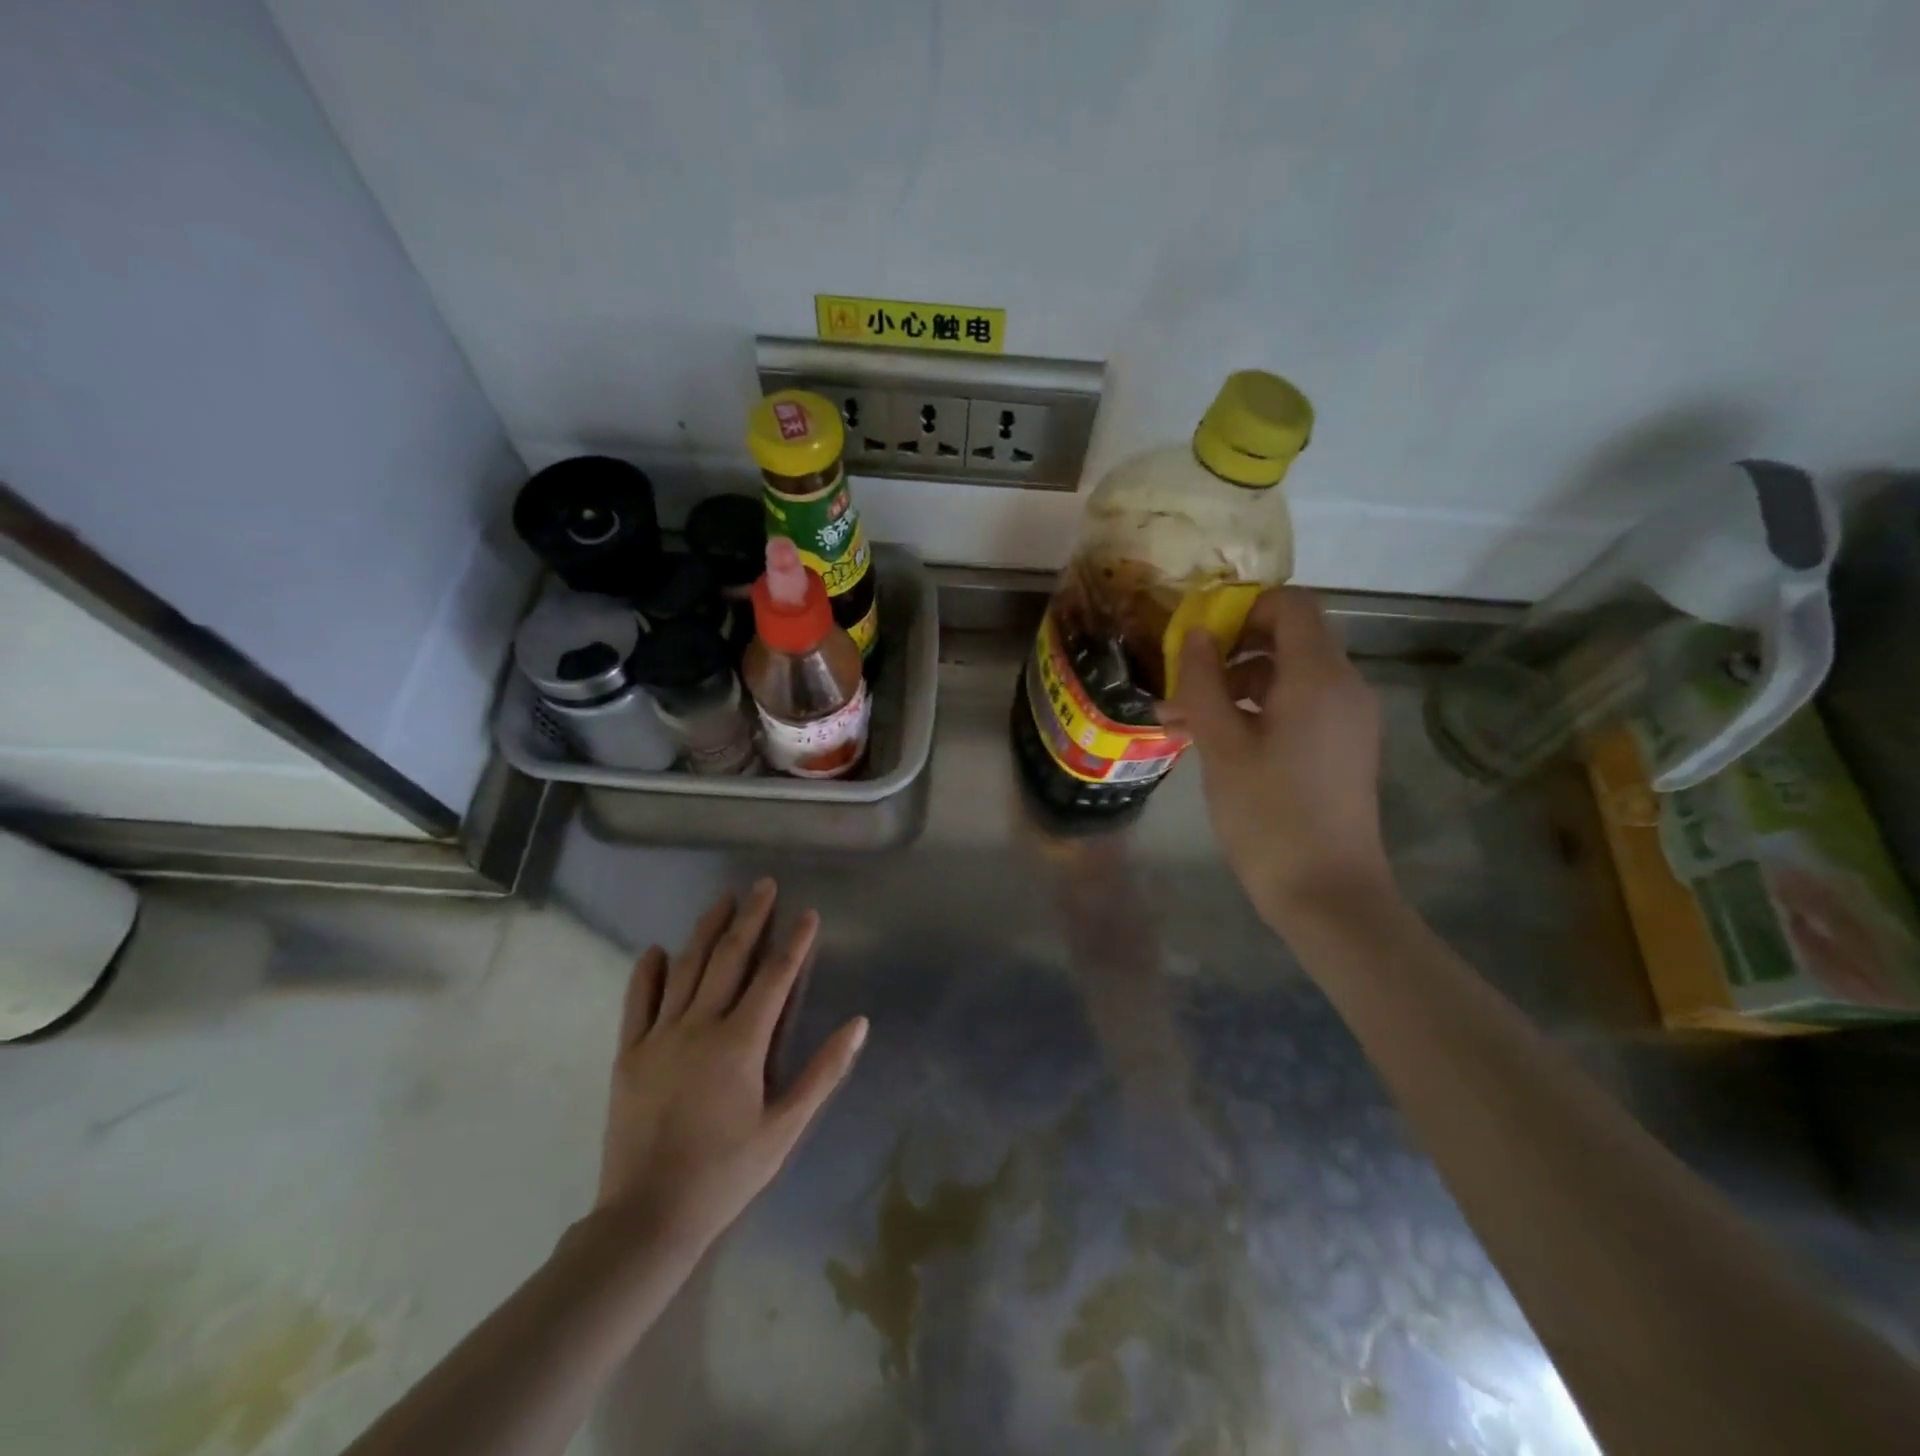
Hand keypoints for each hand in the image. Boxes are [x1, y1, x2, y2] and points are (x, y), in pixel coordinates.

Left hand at [596, 880, 867, 1250]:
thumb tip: (859, 1024)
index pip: (774, 977)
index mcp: (741, 1043)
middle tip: (763, 885)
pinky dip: (647, 972)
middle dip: (751, 918)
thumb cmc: (727, 1172)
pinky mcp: (629, 1054)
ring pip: (686, 969)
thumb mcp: (786, 1128)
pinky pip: (638, 1002)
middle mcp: (700, 1026)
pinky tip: (656, 950)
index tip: (808, 912)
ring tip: (722, 900)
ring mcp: (660, 1036)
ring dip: (706, 931)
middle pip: (730, 958)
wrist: (648, 1217)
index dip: (794, 942)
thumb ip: (823, 1072)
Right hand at [1160, 588, 1393, 930]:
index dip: (1242, 608)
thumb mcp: (1221, 746)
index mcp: (1319, 677)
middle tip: (1182, 682)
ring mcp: (1347, 719)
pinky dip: (1257, 711)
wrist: (1327, 894)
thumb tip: (1193, 634)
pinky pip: (1298, 707)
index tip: (1197, 637)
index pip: (1291, 605)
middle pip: (1288, 639)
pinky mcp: (1342, 747)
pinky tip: (1214, 742)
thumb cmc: (1268, 815)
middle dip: (1229, 652)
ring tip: (1182, 721)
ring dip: (1235, 686)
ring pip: (1288, 676)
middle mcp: (1344, 687)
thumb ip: (1203, 683)